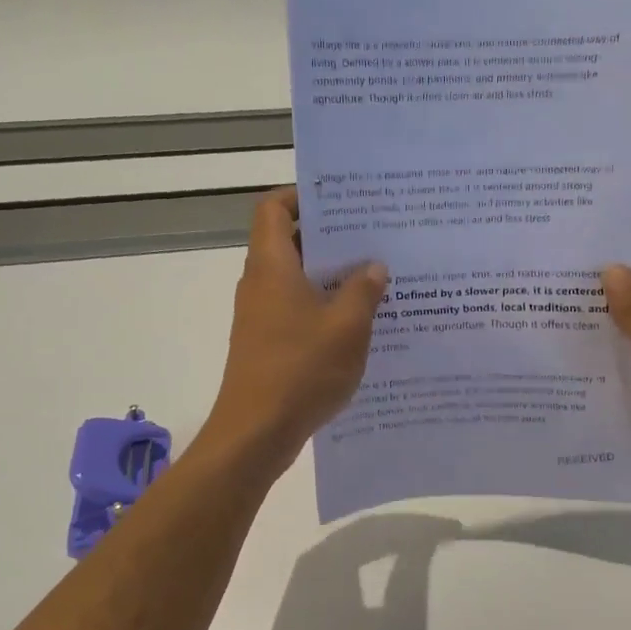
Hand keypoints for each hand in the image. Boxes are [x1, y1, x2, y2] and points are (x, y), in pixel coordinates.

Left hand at [203, 187, 387, 469]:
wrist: (255, 433)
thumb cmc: (300, 369)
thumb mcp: (346, 327)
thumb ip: (363, 290)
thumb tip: (373, 266)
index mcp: (272, 266)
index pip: (274, 208)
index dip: (302, 196)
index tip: (341, 201)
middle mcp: (260, 284)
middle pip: (288, 242)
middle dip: (329, 237)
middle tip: (373, 236)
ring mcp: (261, 316)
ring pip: (296, 280)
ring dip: (330, 276)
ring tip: (375, 276)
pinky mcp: (267, 344)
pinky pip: (296, 310)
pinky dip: (323, 307)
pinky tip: (358, 322)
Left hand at [247, 513, 455, 629]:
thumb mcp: (400, 628)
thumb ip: (413, 578)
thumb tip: (425, 543)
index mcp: (342, 555)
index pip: (392, 527)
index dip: (426, 526)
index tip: (456, 529)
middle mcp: (322, 551)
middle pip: (371, 526)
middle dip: (407, 527)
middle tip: (440, 532)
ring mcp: (308, 568)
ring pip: (354, 537)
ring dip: (387, 536)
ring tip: (418, 543)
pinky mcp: (302, 586)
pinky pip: (342, 552)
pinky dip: (369, 549)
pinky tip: (384, 561)